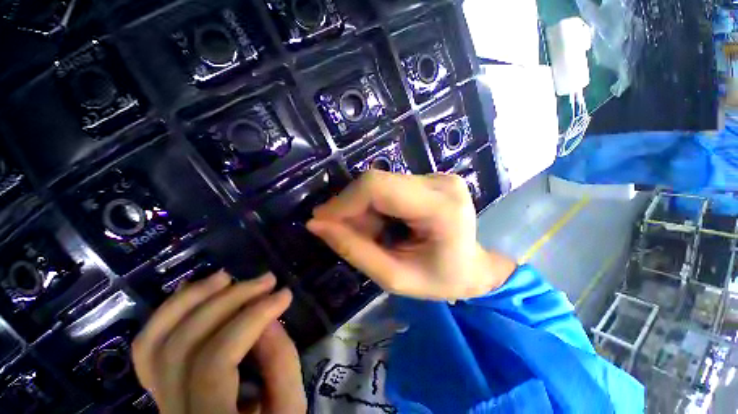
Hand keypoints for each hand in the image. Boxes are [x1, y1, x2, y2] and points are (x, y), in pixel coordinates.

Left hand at [131, 271, 305, 413]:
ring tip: (226, 277)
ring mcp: (157, 398)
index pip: (216, 360)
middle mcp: (171, 411)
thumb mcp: (288, 406)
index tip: (284, 294)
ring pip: (154, 342)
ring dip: (190, 300)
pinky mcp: (158, 386)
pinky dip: (168, 314)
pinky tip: (192, 291)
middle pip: (182, 344)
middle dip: (228, 301)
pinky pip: (148, 347)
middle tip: (265, 280)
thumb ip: (281, 363)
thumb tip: (268, 318)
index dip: (251, 318)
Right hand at [307, 171, 515, 300]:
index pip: (378, 188)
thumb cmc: (439, 280)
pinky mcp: (430, 178)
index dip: (344, 201)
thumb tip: (316, 223)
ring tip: (372, 234)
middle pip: (377, 182)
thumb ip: (354, 250)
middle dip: (353, 208)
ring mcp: (437, 176)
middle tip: (348, 234)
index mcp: (440, 208)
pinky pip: (388, 186)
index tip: (321, 221)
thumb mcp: (394, 277)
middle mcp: (440, 182)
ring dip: (364, 209)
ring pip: (380, 183)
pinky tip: (383, 225)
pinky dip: (376, 206)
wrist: (472, 268)